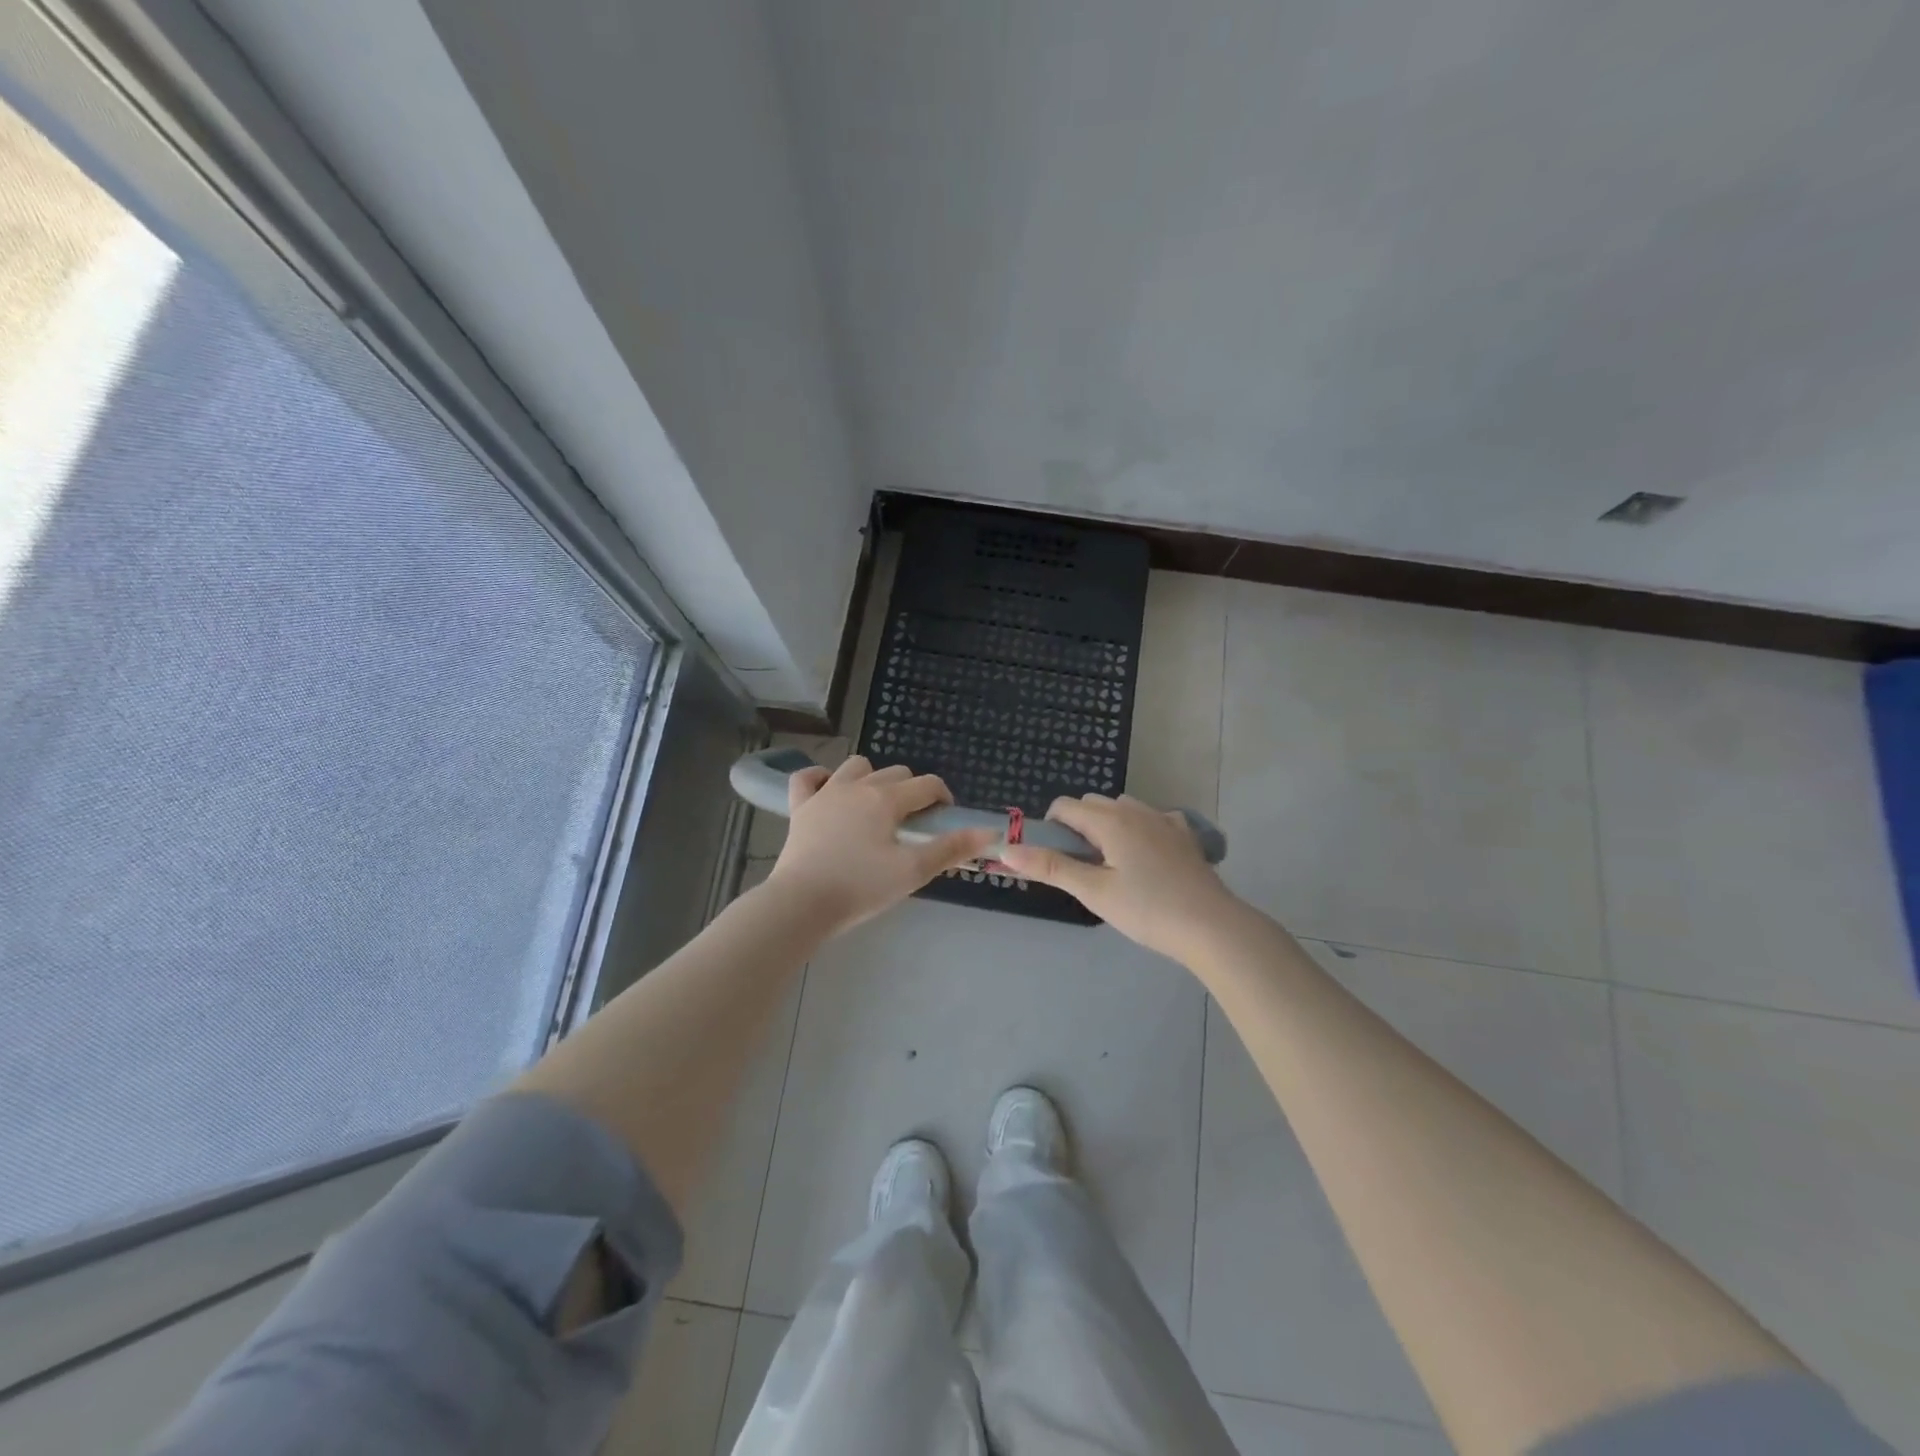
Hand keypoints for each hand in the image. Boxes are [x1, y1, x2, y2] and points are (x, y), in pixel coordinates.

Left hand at [765, 756, 996, 935]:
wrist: (802, 903)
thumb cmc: (862, 887)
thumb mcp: (913, 871)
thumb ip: (951, 848)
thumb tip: (989, 832)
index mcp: (887, 799)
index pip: (927, 785)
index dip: (943, 799)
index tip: (944, 821)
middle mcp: (857, 786)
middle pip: (896, 773)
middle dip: (911, 791)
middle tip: (913, 824)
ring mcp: (825, 794)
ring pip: (855, 767)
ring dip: (871, 778)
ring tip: (875, 807)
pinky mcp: (800, 808)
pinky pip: (806, 778)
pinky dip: (819, 779)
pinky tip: (827, 791)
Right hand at [1001, 794, 1245, 962]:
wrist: (1212, 926)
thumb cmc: (1147, 909)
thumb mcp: (1093, 891)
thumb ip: (1050, 868)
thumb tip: (1008, 849)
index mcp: (1110, 820)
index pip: (1065, 806)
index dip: (1049, 826)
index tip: (1053, 858)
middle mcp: (1136, 810)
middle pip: (1093, 804)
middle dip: (1077, 826)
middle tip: (1080, 867)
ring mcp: (1164, 820)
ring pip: (1123, 809)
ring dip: (1107, 825)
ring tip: (1111, 865)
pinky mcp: (1184, 836)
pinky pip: (1152, 819)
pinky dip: (1139, 829)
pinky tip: (1145, 857)